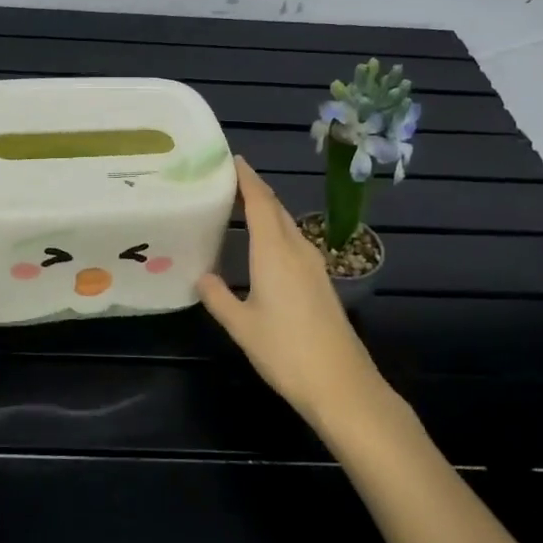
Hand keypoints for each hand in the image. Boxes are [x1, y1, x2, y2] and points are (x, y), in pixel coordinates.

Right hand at [197, 157, 391, 425]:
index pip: (261, 202)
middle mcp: (297, 249)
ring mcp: (313, 265)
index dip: (246, 178)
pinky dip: (275, 231)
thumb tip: (201, 275)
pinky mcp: (320, 281)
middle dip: (254, 190)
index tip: (230, 159)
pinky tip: (263, 246)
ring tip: (239, 207)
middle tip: (226, 181)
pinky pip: (294, 242)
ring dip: (266, 210)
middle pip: (276, 208)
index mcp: (275, 252)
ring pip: (287, 225)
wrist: (341, 383)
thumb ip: (218, 297)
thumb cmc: (286, 351)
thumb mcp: (242, 326)